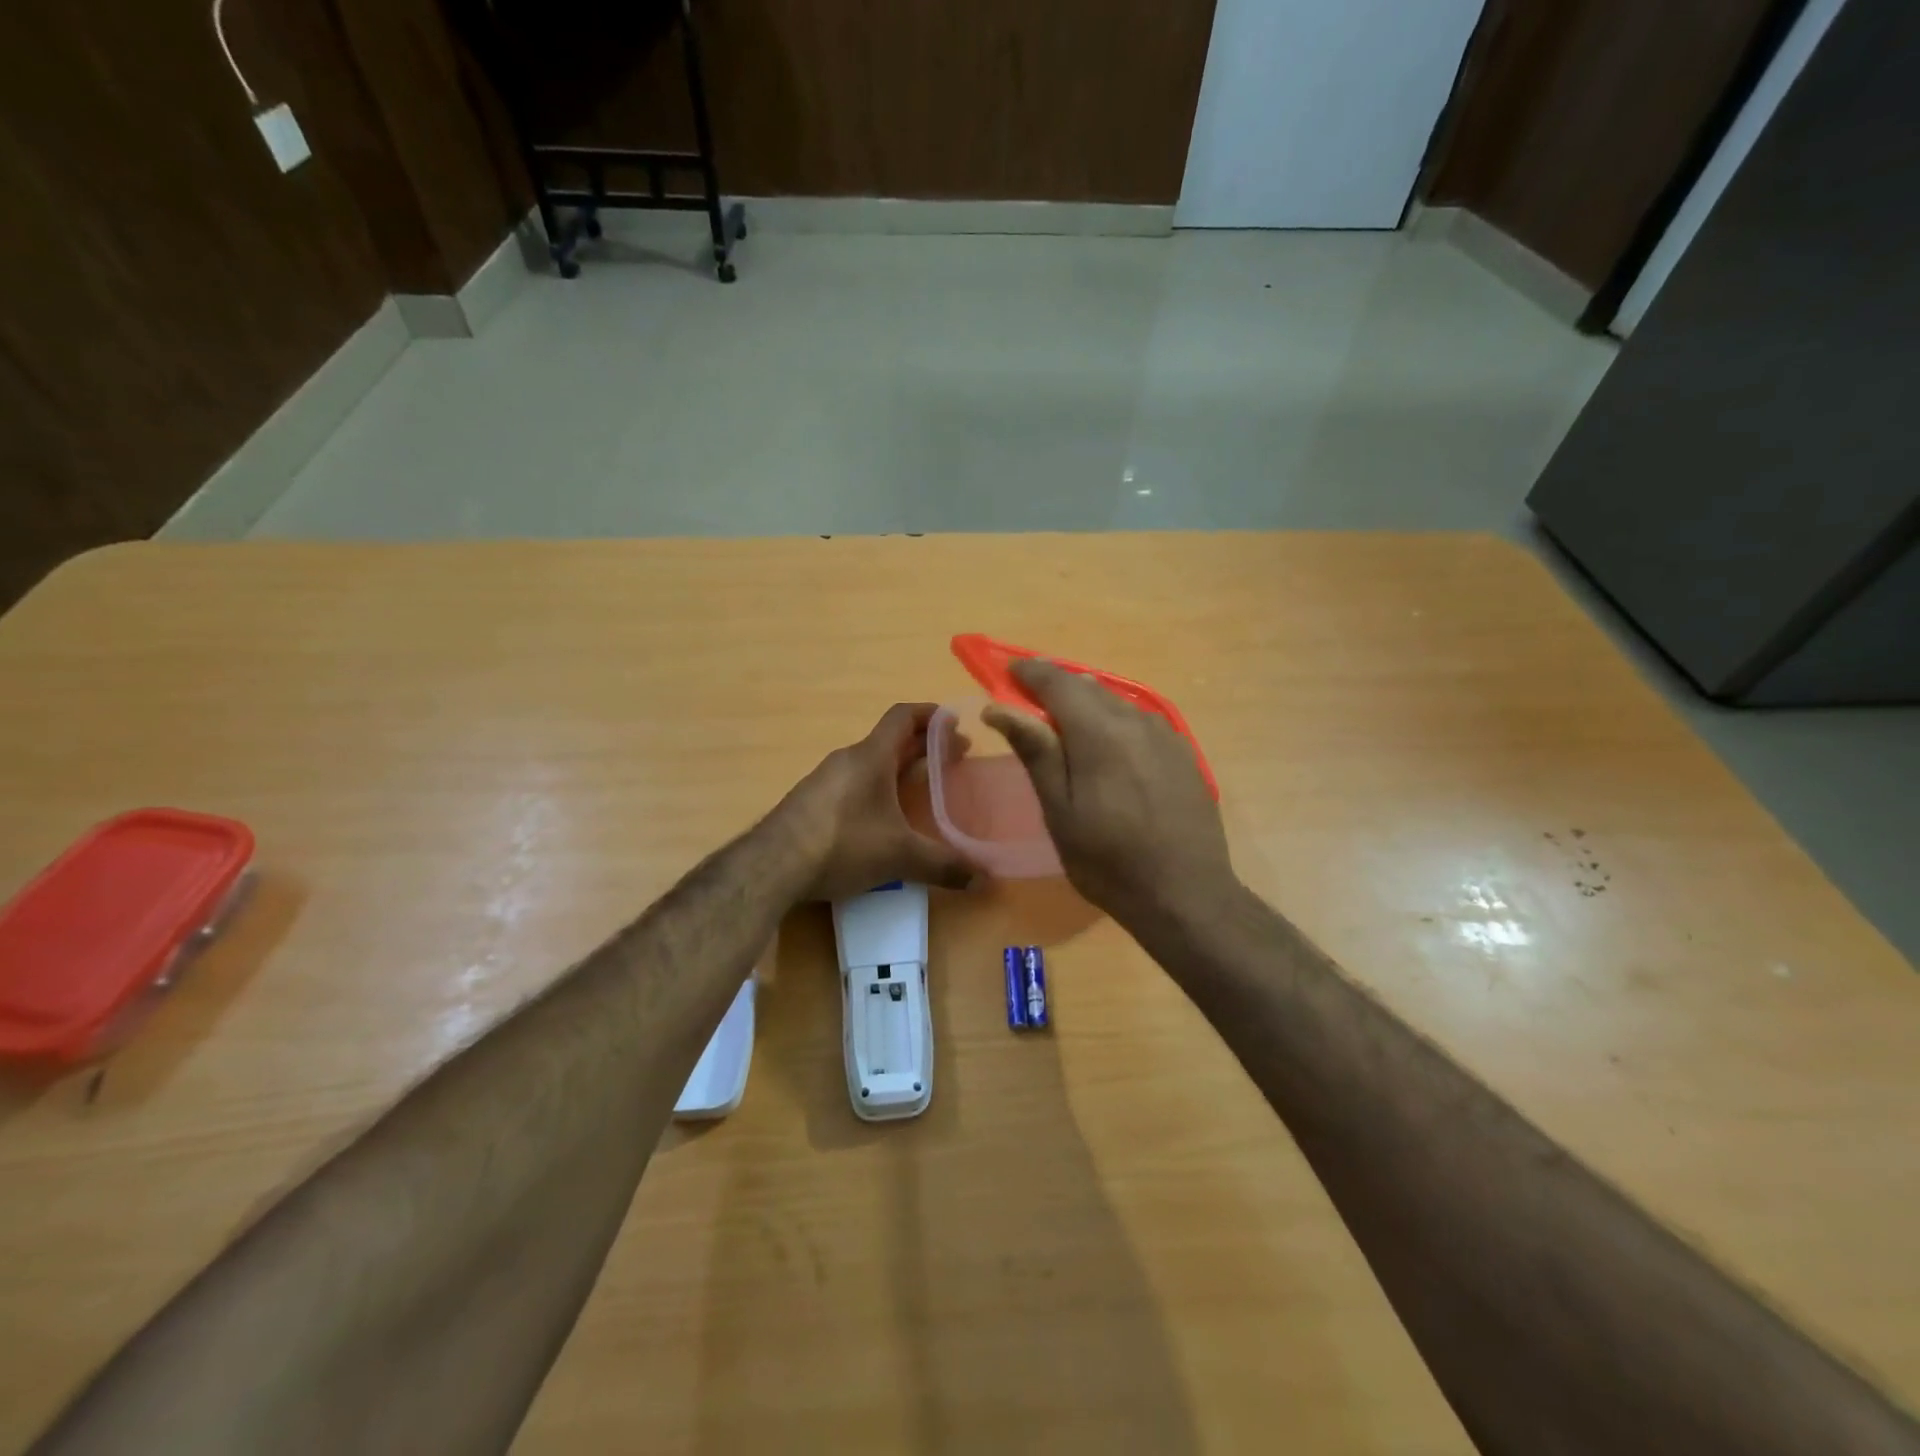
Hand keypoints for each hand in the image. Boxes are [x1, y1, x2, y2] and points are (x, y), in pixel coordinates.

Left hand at [774, 703, 977, 900]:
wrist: (772, 866)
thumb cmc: (843, 844)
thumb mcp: (900, 856)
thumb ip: (944, 865)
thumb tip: (986, 880)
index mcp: (871, 757)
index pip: (903, 717)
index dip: (930, 714)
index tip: (954, 721)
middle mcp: (847, 761)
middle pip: (890, 742)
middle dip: (923, 748)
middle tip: (952, 760)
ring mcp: (825, 782)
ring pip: (870, 765)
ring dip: (898, 770)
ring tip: (921, 789)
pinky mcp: (810, 804)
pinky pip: (852, 785)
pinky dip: (876, 790)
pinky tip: (883, 819)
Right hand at [984, 660, 1235, 923]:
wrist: (1186, 895)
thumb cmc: (1109, 861)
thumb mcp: (1060, 811)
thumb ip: (1035, 752)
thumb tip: (1000, 707)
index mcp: (1100, 732)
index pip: (1057, 682)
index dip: (1029, 672)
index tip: (1007, 672)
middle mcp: (1136, 720)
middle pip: (1088, 687)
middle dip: (1055, 688)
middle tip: (1029, 703)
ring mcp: (1166, 734)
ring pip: (1116, 703)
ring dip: (1086, 706)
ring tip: (1066, 728)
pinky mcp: (1183, 753)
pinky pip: (1139, 721)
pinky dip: (1114, 722)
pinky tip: (1108, 750)